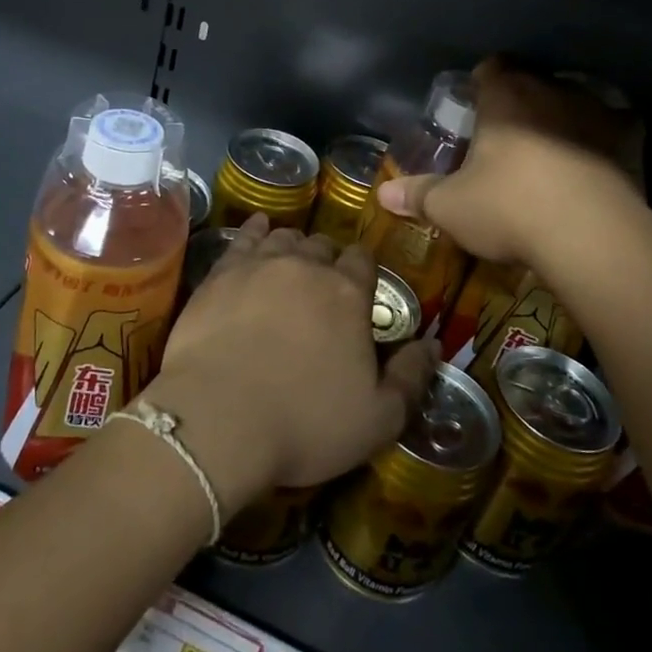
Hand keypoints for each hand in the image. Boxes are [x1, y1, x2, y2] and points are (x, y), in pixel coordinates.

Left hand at [146, 217, 437, 512]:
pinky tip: (258, 228)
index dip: (364, 271)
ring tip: (292, 264)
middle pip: (323, 246)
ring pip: (285, 238)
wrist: (219, 419)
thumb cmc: (305, 423)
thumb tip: (433, 344)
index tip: (360, 289)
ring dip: (294, 247)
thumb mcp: (378, 419)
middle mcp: (306, 266)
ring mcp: (260, 264)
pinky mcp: (221, 272)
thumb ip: (412, 378)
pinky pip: (244, 237)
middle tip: (322, 287)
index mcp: (348, 294)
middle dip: (327, 260)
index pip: (364, 261)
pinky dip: (256, 230)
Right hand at [375, 57, 642, 267]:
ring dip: (563, 116)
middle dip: (521, 100)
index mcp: (505, 96)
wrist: (591, 237)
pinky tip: (596, 162)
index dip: (481, 84)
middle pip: (532, 80)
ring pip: (574, 99)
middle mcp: (551, 89)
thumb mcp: (450, 207)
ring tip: (553, 149)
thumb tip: (383, 194)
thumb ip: (417, 195)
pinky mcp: (630, 136)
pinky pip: (616, 125)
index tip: (475, 107)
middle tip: (508, 134)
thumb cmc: (508, 209)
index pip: (490, 67)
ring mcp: (596, 109)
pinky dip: (604, 137)